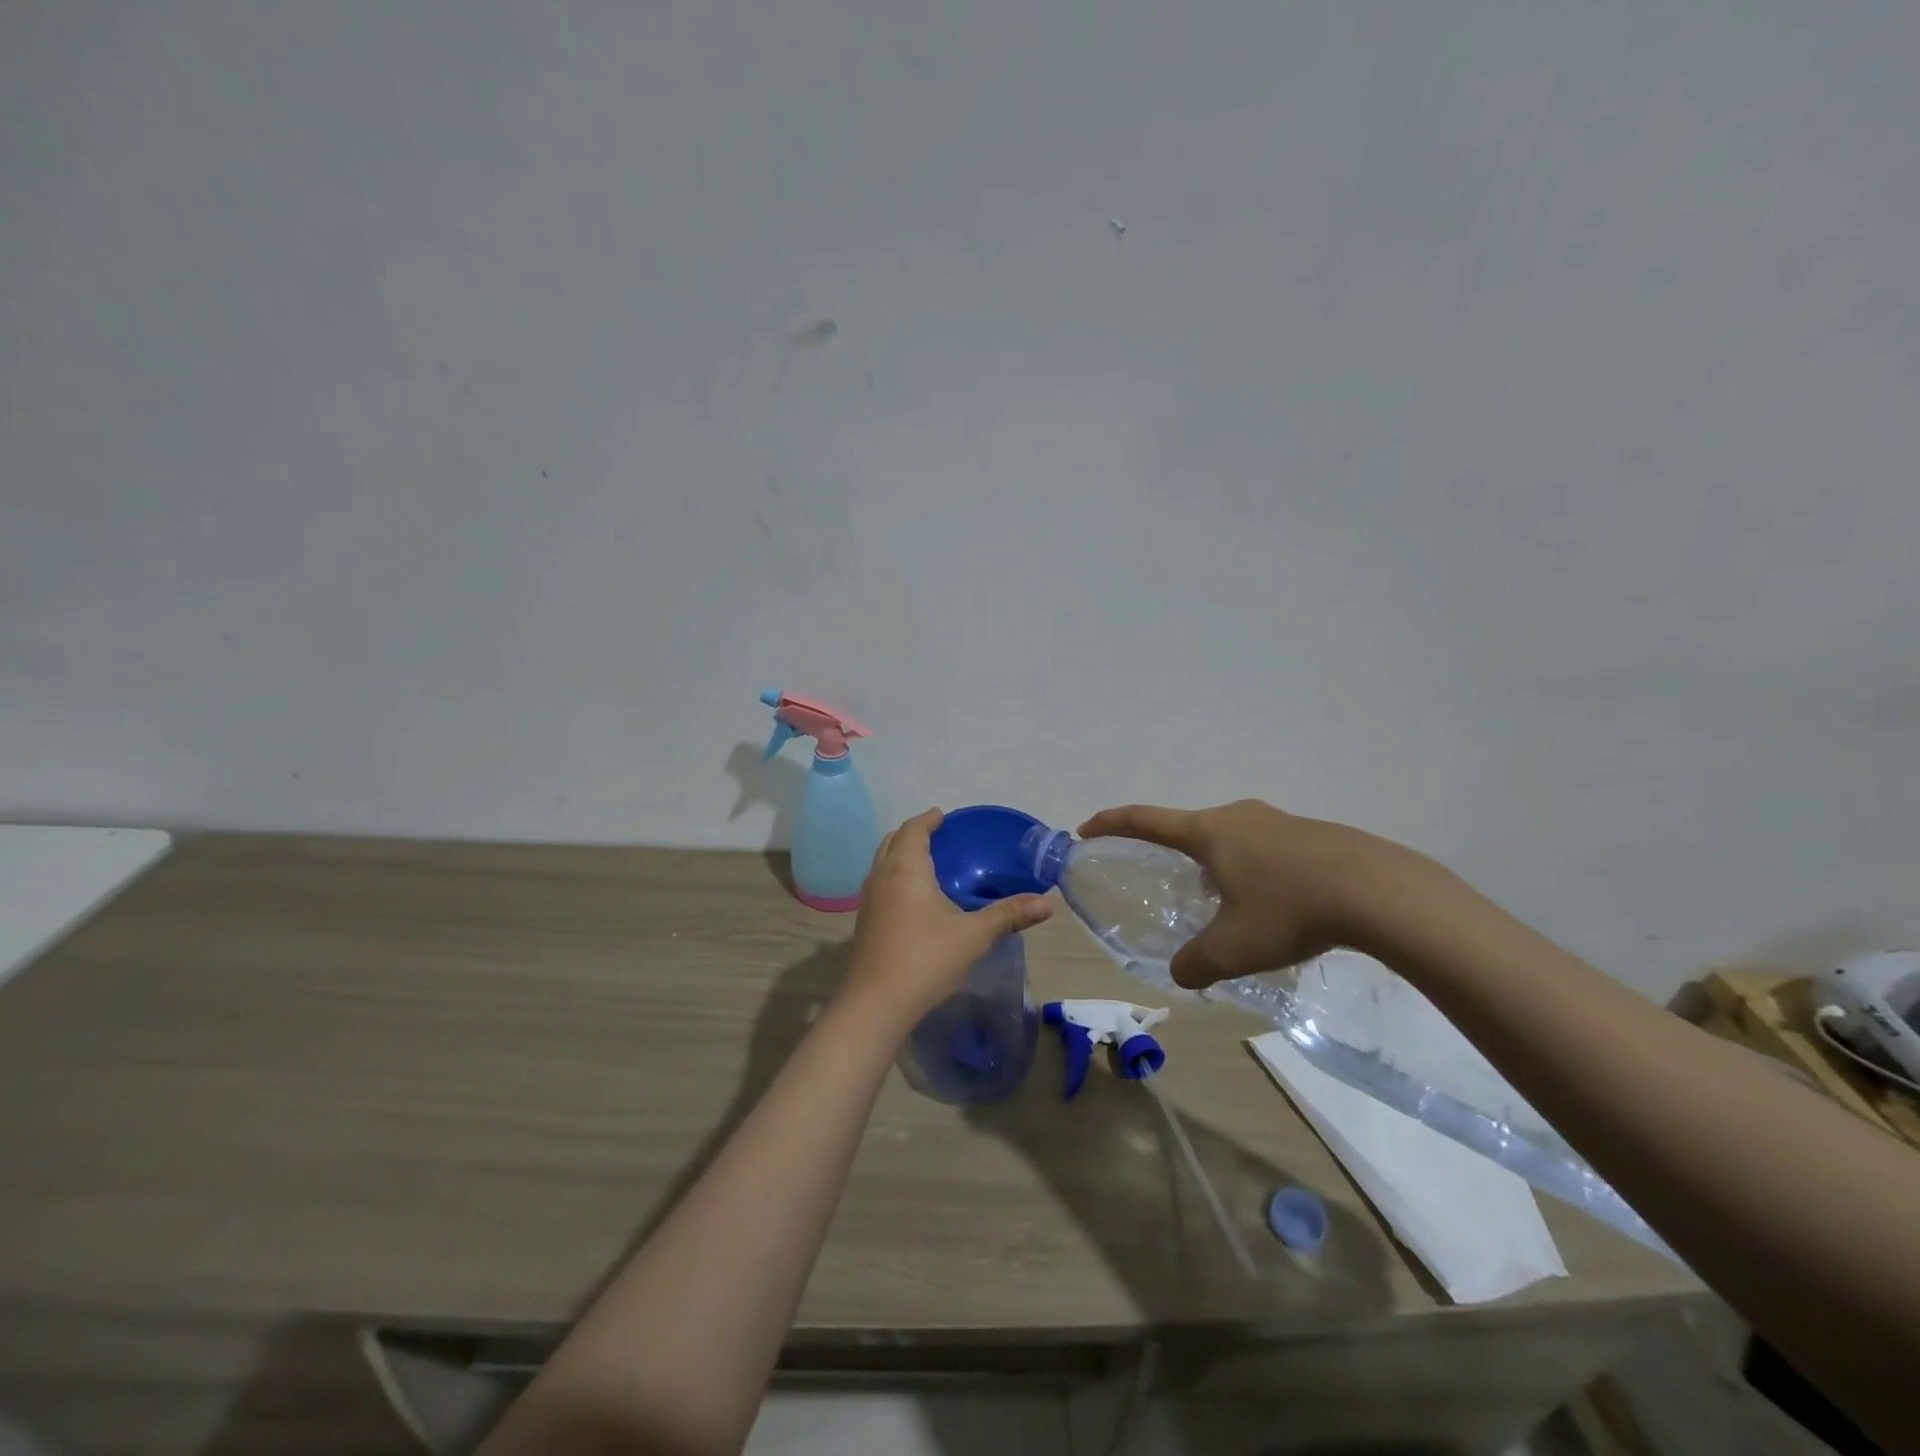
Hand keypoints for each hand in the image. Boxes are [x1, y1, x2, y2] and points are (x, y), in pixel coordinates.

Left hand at [844, 809, 1053, 1025]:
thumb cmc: (926, 958)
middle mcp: (881, 877)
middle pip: (892, 842)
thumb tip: (1047, 903)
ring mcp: (868, 901)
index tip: (942, 815)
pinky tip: (912, 900)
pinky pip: (879, 886)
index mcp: (906, 869)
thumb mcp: (974, 935)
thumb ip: (1009, 916)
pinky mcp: (864, 924)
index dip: (927, 820)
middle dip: (912, 834)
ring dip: (899, 856)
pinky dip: (894, 878)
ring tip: (925, 863)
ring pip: (881, 864)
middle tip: (936, 836)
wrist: (876, 1003)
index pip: (913, 830)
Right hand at [1077, 799, 1433, 988]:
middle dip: (1172, 851)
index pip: (1144, 819)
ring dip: (1217, 863)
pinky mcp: (1311, 833)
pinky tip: (1275, 903)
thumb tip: (1182, 973)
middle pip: (1190, 827)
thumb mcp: (1233, 948)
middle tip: (1169, 881)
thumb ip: (1195, 963)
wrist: (1379, 891)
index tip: (1087, 828)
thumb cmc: (1289, 910)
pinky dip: (1254, 869)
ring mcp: (1277, 820)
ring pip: (1231, 838)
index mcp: (1208, 832)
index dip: (1111, 823)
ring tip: (1225, 901)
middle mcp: (1237, 817)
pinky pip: (1265, 847)